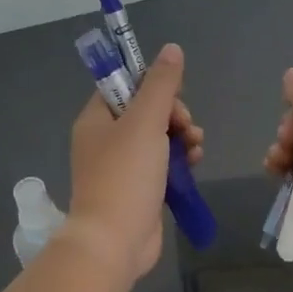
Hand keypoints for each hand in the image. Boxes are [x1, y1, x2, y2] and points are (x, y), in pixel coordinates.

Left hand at [66, 43, 204, 284]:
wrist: (114, 242)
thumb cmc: (125, 176)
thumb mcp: (145, 121)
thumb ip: (161, 84)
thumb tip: (172, 49)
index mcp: (96, 119)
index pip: (124, 85)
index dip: (152, 85)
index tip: (173, 96)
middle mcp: (105, 140)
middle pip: (145, 110)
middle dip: (173, 114)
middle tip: (186, 126)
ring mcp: (121, 167)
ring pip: (157, 137)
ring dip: (181, 135)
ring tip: (195, 146)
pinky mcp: (138, 189)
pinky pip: (161, 163)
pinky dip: (179, 159)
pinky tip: (194, 162)